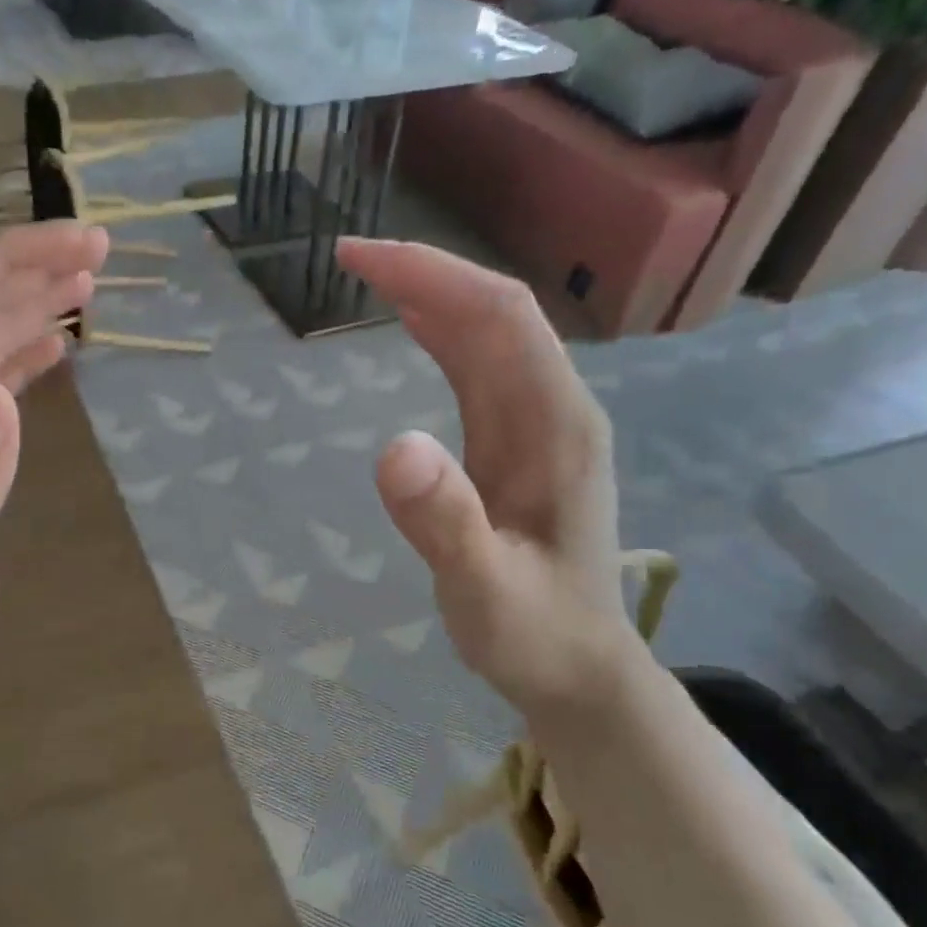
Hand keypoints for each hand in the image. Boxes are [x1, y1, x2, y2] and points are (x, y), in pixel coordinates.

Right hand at [338, 240, 631, 716]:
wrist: (578, 669)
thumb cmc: (533, 634)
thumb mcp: (483, 591)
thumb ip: (444, 523)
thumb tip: (392, 448)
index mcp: (556, 428)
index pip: (499, 318)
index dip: (433, 275)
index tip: (361, 259)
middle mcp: (555, 409)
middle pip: (496, 312)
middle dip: (425, 272)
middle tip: (348, 258)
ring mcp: (540, 424)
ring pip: (489, 335)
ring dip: (433, 295)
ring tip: (368, 276)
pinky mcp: (520, 442)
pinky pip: (482, 368)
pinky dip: (443, 333)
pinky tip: (413, 322)